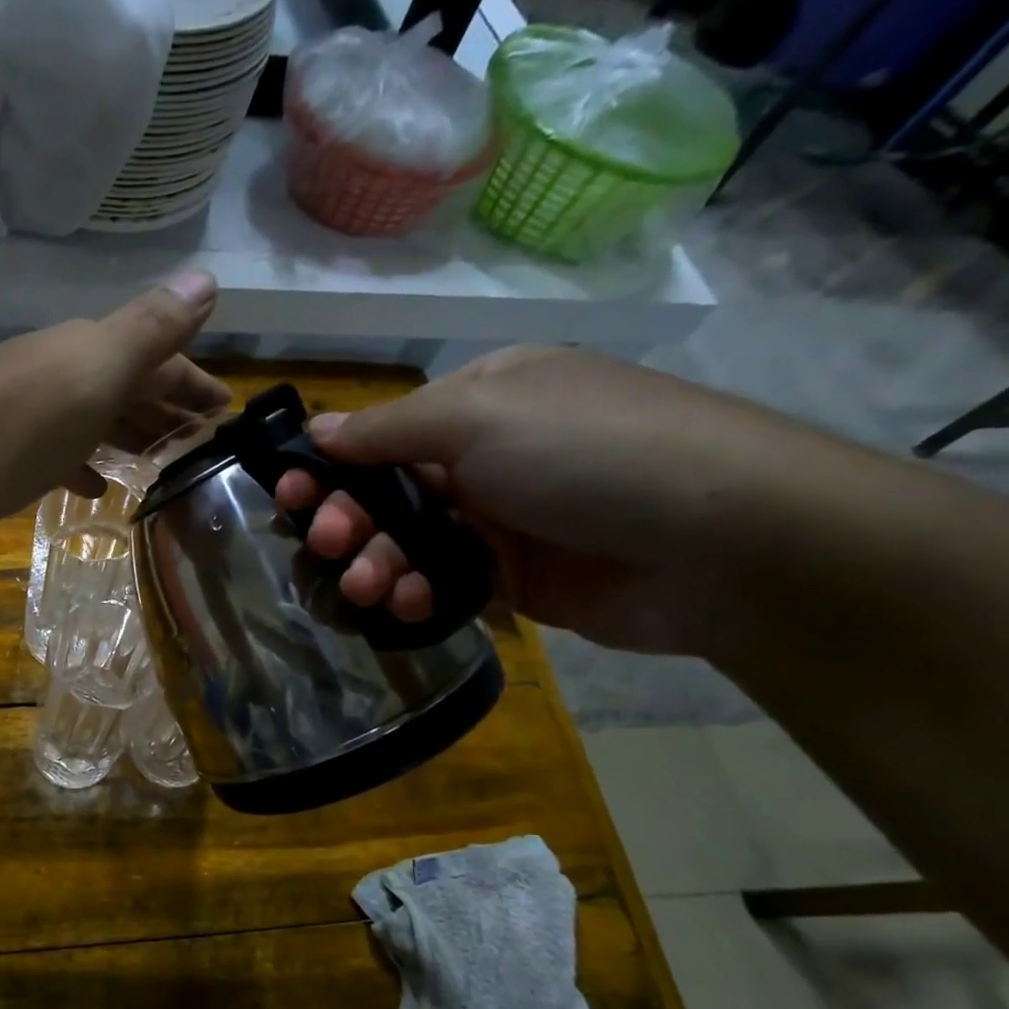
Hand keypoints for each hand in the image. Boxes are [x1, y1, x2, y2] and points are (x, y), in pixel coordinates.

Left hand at [0, 272, 229, 531]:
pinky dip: (82, 462)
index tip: (225, 412)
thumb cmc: (16, 424)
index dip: (194, 383)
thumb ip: (149, 331)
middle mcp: (60, 371)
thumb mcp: (94, 373)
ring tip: (158, 464)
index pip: (159, 360)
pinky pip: (57, 450)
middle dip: (166, 409)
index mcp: (91, 352)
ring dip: (128, 435)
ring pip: (93, 418)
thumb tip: (207, 279)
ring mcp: (27, 409)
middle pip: (126, 387)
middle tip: (199, 442)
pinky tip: (92, 486)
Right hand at [275, 346, 840, 655]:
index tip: (287, 494)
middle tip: (326, 542)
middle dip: (344, 519)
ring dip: (372, 564)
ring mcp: (495, 522)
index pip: (377, 435)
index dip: (326, 465)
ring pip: (402, 545)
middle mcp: (481, 459)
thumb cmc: (587, 451)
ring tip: (366, 585)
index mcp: (476, 403)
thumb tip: (317, 431)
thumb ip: (386, 430)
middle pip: (380, 494)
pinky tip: (405, 605)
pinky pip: (437, 585)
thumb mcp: (478, 414)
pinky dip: (413, 596)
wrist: (722, 542)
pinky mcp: (508, 581)